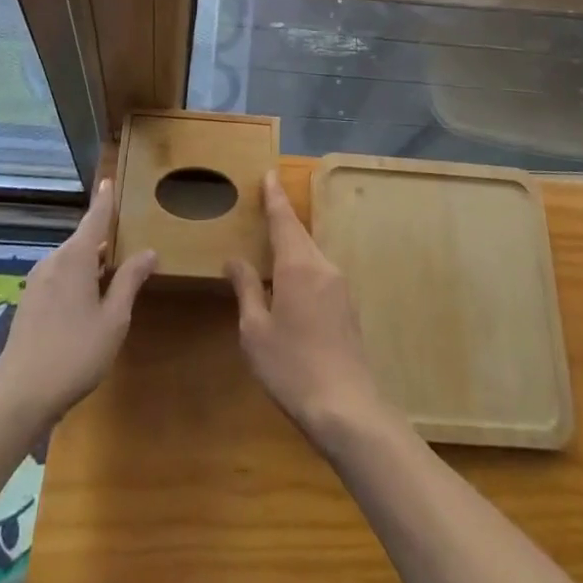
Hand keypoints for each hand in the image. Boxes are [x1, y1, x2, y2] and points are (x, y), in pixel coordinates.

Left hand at [0, 179, 156, 424]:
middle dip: (104, 238)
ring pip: (71, 260)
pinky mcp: (29, 302)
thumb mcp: (113, 319)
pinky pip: (59, 276)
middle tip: (127, 240)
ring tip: (113, 272)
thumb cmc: (74, 353)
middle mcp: (53, 260)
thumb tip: (149, 251)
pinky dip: (77, 277)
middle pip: (83, 239)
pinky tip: (88, 300)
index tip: (109, 180)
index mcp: (75, 257)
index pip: (95, 218)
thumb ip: (130, 281)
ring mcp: (37, 281)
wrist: (18, 397)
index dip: (105, 200)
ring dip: (91, 262)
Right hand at [227, 173, 390, 450]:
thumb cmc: (292, 368)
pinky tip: (291, 283)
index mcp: (298, 265)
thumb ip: (246, 289)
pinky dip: (302, 265)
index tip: (270, 173)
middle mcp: (322, 266)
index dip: (274, 197)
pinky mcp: (347, 307)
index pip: (284, 220)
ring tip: (272, 244)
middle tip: (265, 203)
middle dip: (282, 218)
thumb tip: (235, 259)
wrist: (347, 408)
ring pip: (311, 253)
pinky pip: (320, 272)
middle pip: (299, 233)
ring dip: (293, 244)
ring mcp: (340, 286)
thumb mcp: (256, 331)